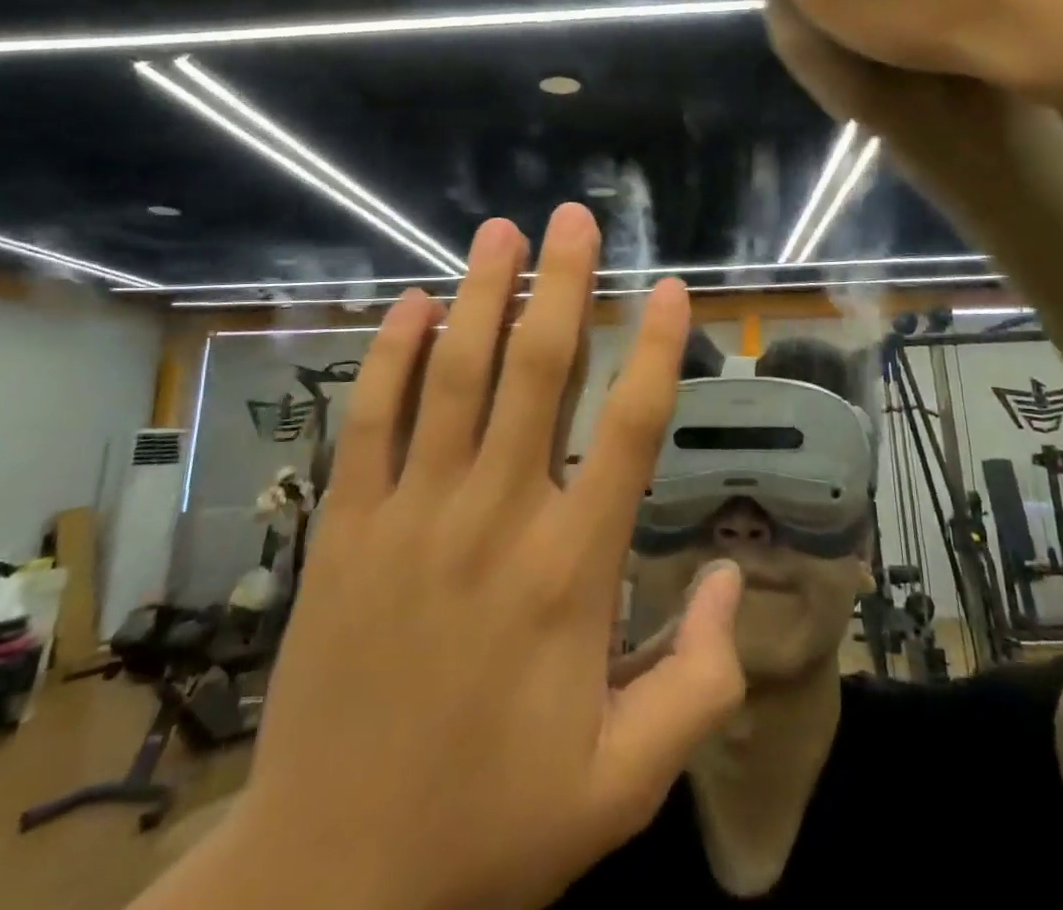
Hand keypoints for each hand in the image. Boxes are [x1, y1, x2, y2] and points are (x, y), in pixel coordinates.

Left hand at [224, 206, 743, 909]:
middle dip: (563, 285)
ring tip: (500, 232)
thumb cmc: (489, 825)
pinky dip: (390, 355)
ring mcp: (411, 514)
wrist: (329, 880)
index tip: (671, 289)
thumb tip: (732, 578)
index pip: (627, 432)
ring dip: (480, 295)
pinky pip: (370, 418)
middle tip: (574, 218)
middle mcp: (494, 518)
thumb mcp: (622, 784)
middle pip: (537, 373)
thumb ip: (698, 683)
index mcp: (569, 572)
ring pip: (453, 376)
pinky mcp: (345, 525)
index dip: (655, 352)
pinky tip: (409, 304)